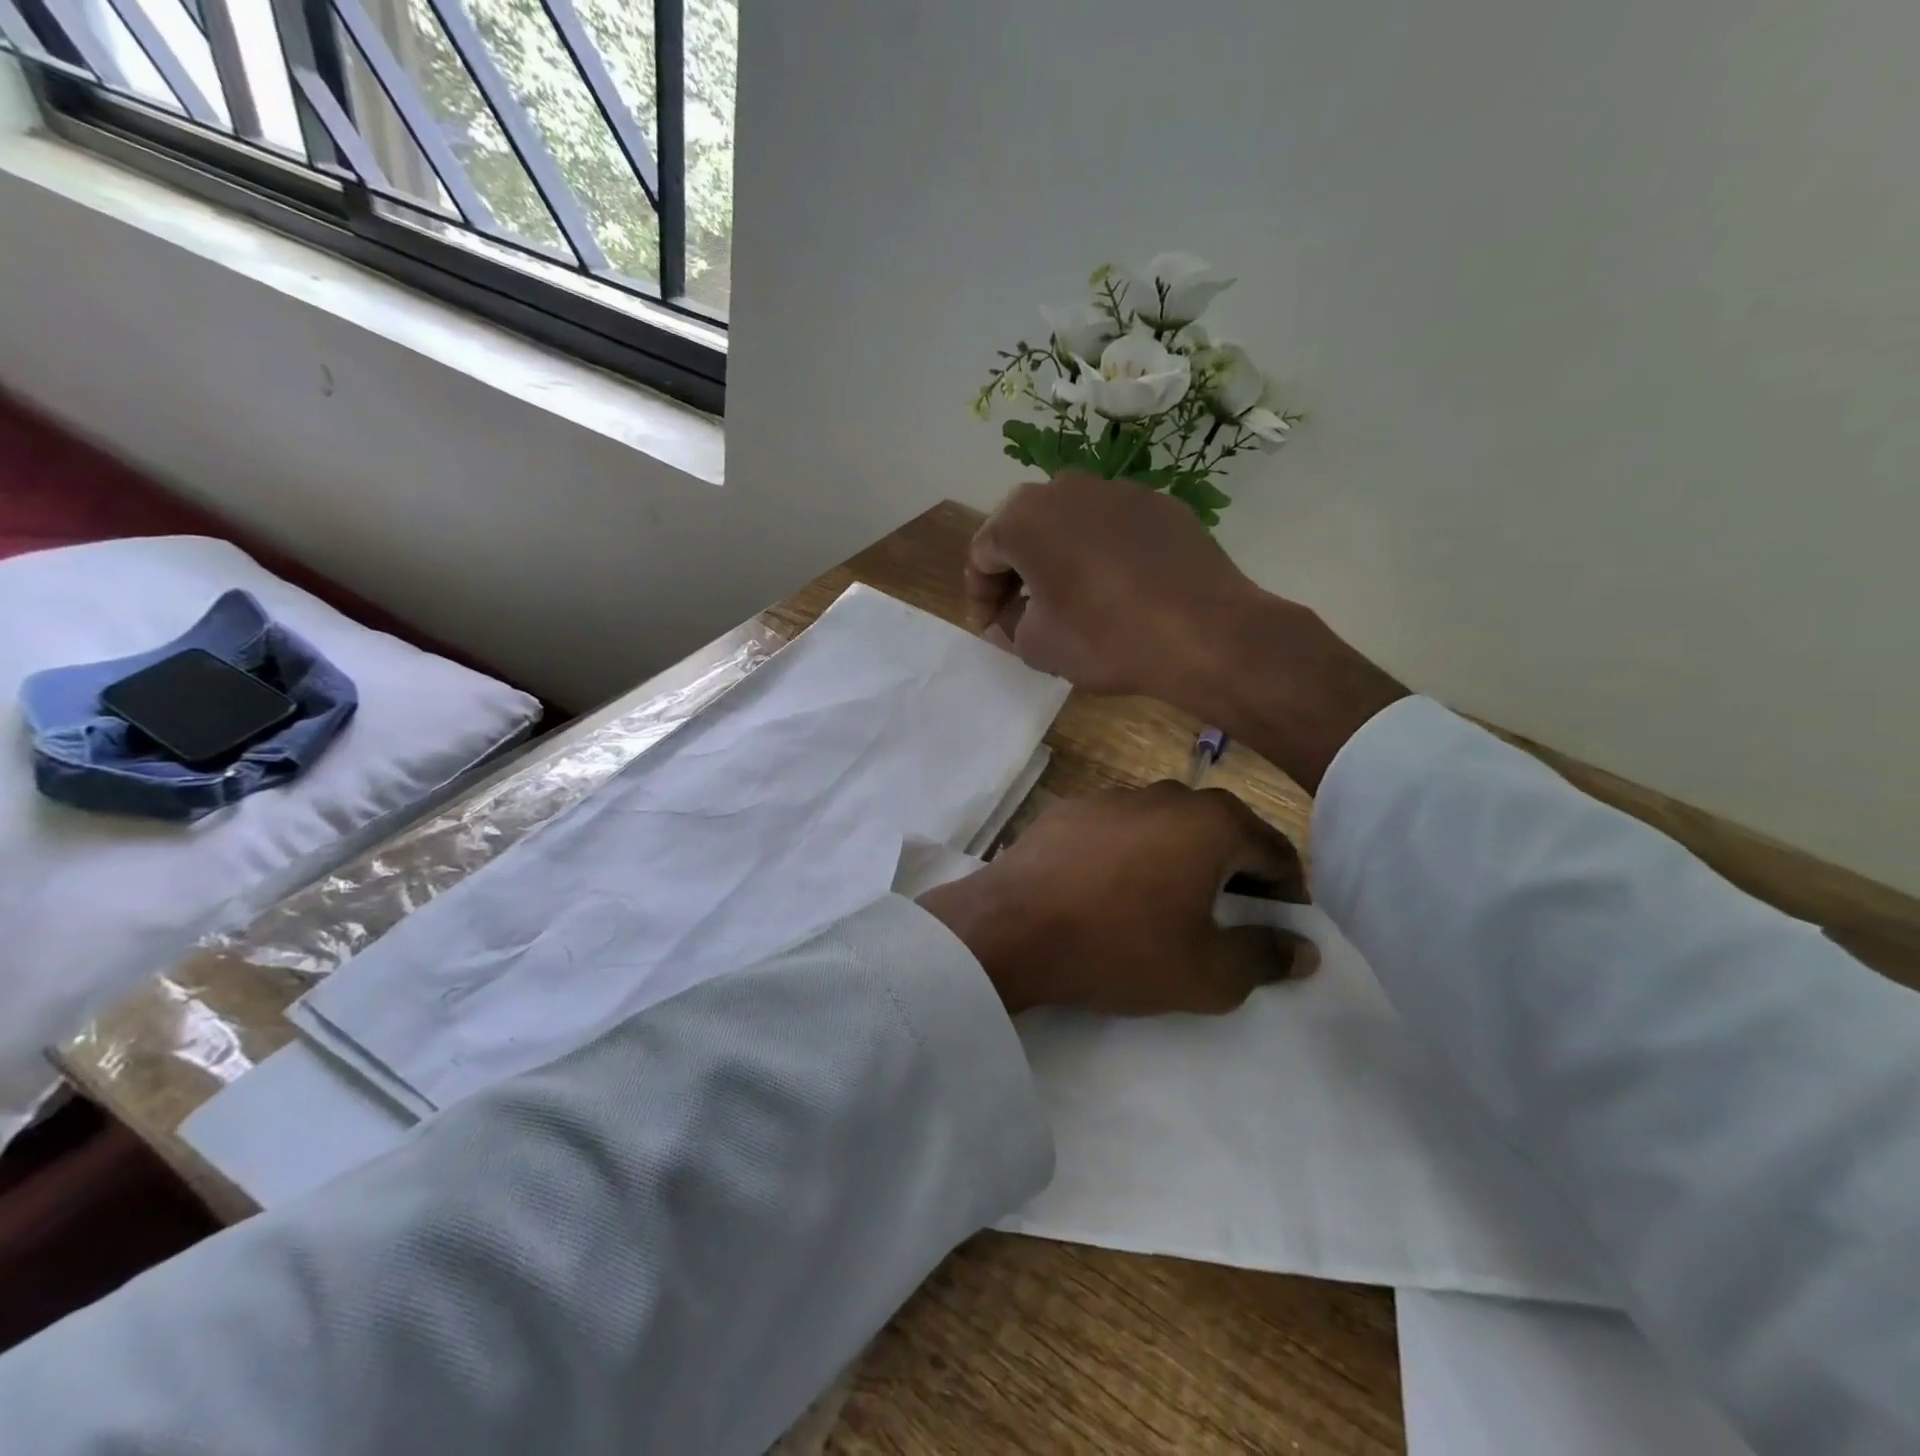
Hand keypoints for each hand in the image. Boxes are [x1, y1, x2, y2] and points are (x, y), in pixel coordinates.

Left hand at [917, 781, 1318, 1015]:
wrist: (1010, 927)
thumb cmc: (1119, 946)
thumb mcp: (1206, 973)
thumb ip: (1264, 957)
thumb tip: (1303, 948)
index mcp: (1212, 823)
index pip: (1276, 852)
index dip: (1287, 894)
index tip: (1282, 928)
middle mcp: (1167, 794)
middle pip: (1222, 832)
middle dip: (1236, 873)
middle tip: (1230, 919)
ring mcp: (1112, 796)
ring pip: (1167, 826)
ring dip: (1181, 859)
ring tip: (1168, 904)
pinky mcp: (1069, 809)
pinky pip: (1120, 830)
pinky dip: (1131, 854)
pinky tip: (1111, 889)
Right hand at [966, 475, 1253, 703]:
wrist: (1205, 633)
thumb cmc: (1105, 639)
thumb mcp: (1037, 646)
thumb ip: (1009, 625)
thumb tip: (1013, 616)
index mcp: (1024, 518)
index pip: (981, 554)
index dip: (979, 596)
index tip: (989, 629)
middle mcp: (1066, 487)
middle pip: (1023, 528)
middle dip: (1015, 571)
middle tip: (1020, 611)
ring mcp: (1118, 490)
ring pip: (1069, 523)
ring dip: (1057, 557)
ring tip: (1068, 598)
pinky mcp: (1160, 504)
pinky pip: (1112, 527)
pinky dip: (1101, 553)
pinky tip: (1116, 589)